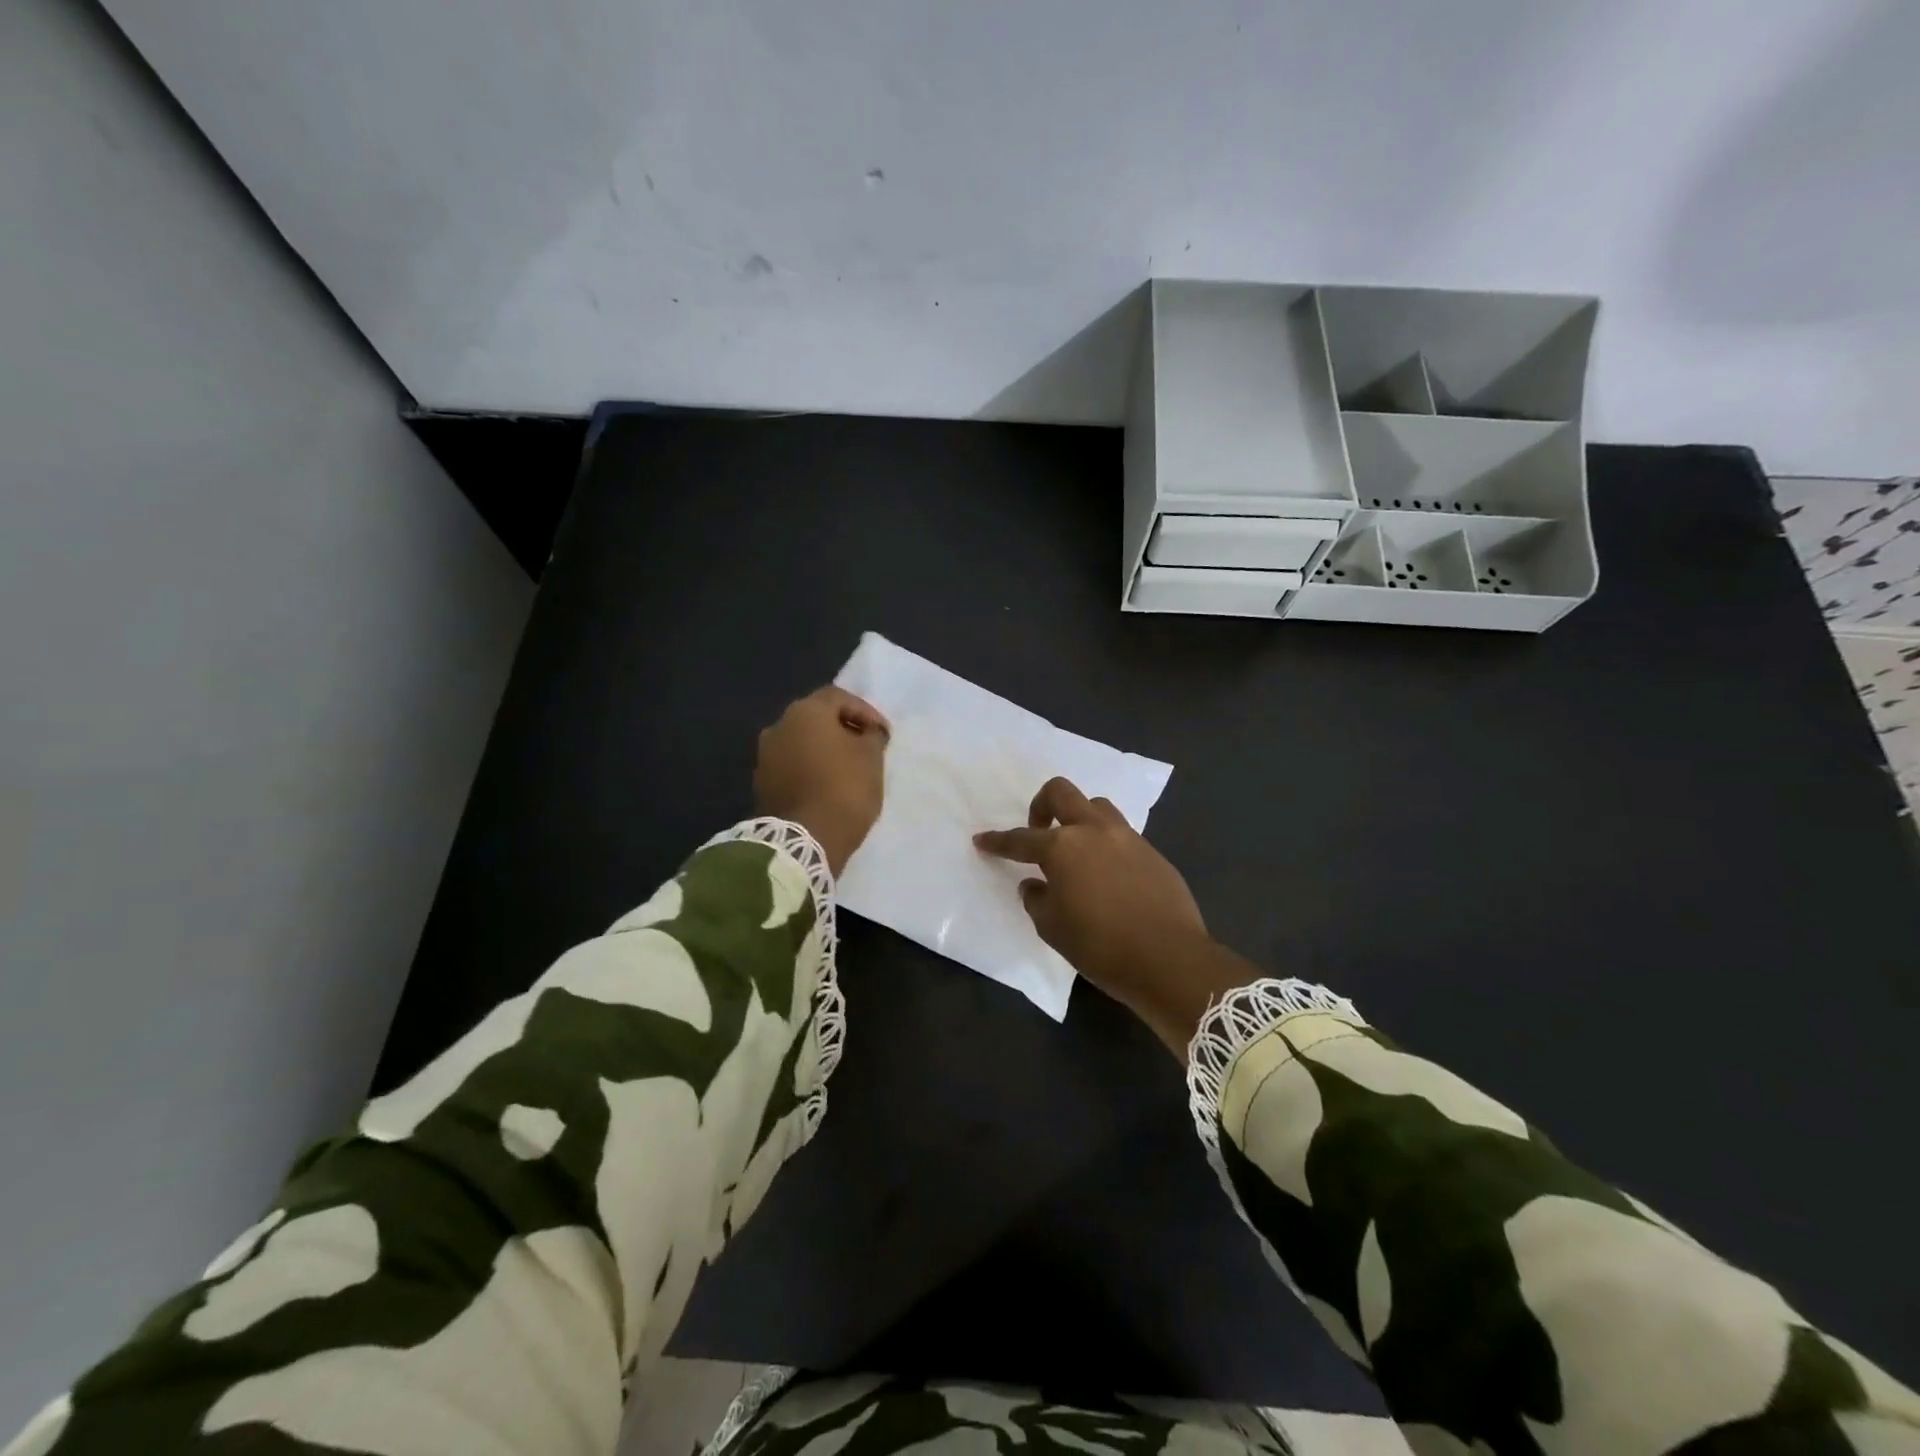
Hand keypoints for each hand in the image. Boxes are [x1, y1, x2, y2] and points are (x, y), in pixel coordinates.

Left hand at [755, 687, 890, 875]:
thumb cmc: (844, 790)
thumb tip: (868, 732)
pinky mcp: (762, 783)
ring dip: (824, 750)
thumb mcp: (872, 759)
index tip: (882, 733)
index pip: (838, 697)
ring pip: (802, 742)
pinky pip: (792, 766)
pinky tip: (827, 786)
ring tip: (848, 769)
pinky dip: (810, 769)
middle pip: (816, 718)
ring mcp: (765, 756)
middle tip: (866, 747)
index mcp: (805, 712)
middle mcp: (779, 726)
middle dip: (843, 729)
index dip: (865, 712)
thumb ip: (872, 736)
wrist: (803, 841)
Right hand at [975, 777, 1256, 1058]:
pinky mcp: (1152, 852)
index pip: (1020, 839)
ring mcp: (1127, 837)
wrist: (1169, 959)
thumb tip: (1034, 884)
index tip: (982, 840)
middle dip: (1041, 805)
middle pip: (1061, 793)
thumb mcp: (1053, 929)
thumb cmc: (1100, 946)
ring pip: (1096, 806)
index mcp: (1062, 848)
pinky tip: (1106, 874)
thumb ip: (1037, 900)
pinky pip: (1121, 834)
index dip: (997, 841)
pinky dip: (1105, 844)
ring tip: (1075, 850)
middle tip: (1037, 832)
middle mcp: (1093, 831)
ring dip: (1078, 819)